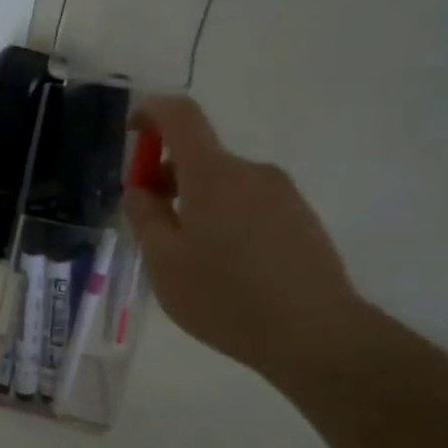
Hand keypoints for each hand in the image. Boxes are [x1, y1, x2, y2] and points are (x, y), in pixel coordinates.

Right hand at [122, 97, 364, 380]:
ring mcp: (282, 194)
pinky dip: (224, 219)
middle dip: (167, 178)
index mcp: (213, 174)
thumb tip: (141, 187)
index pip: (180, 116)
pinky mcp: (300, 218)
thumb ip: (144, 215)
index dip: (150, 112)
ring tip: (189, 258)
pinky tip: (225, 267)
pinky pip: (248, 204)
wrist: (316, 335)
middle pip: (199, 156)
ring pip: (223, 184)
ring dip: (196, 204)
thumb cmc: (225, 297)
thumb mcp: (163, 261)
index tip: (131, 133)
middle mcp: (251, 172)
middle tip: (151, 226)